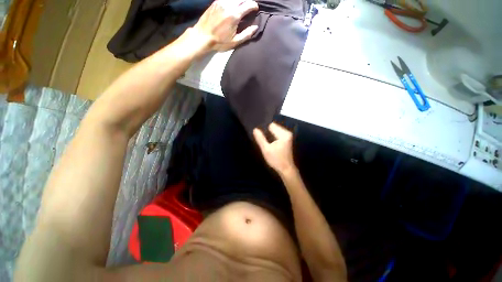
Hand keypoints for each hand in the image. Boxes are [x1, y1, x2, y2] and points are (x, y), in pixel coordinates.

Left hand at [192, 0, 258, 51]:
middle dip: (247, 1)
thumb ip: (246, 34)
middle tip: (249, 7)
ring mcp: (221, 2)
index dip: (254, 5)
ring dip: (239, 1)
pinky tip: (232, 5)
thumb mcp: (235, 41)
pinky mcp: (215, 2)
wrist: (203, 37)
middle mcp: (228, 5)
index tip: (256, 8)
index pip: (248, 5)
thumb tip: (255, 27)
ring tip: (241, 6)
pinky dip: (232, 1)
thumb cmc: (220, 42)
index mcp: (234, 15)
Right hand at [253, 123, 295, 174]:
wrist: (286, 169)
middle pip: (274, 127)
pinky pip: (278, 134)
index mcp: (283, 134)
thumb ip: (260, 139)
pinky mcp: (287, 139)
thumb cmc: (276, 160)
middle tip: (266, 142)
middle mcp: (287, 133)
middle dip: (268, 133)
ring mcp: (288, 136)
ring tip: (268, 144)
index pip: (271, 125)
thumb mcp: (266, 149)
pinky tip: (272, 144)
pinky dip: (273, 137)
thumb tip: (255, 129)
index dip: (265, 130)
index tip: (263, 138)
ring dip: (270, 135)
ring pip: (275, 130)